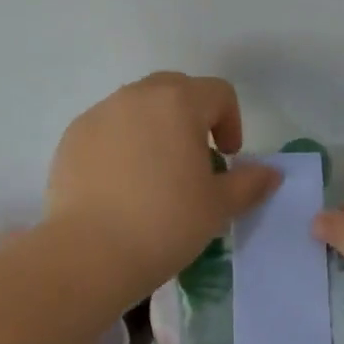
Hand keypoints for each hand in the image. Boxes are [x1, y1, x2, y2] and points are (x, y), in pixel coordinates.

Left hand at [47, 73, 279, 293]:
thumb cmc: (166, 224)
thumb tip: (271, 173)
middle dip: (193, 117)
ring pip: (138, 107)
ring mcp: (99, 114)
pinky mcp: (71, 138)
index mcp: (178, 103)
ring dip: (155, 128)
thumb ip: (250, 182)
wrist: (89, 254)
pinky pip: (108, 128)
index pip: (218, 93)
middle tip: (195, 159)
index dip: (231, 122)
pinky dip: (122, 143)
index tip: (227, 158)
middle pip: (176, 89)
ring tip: (156, 173)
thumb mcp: (219, 206)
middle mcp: (137, 96)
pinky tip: (121, 185)